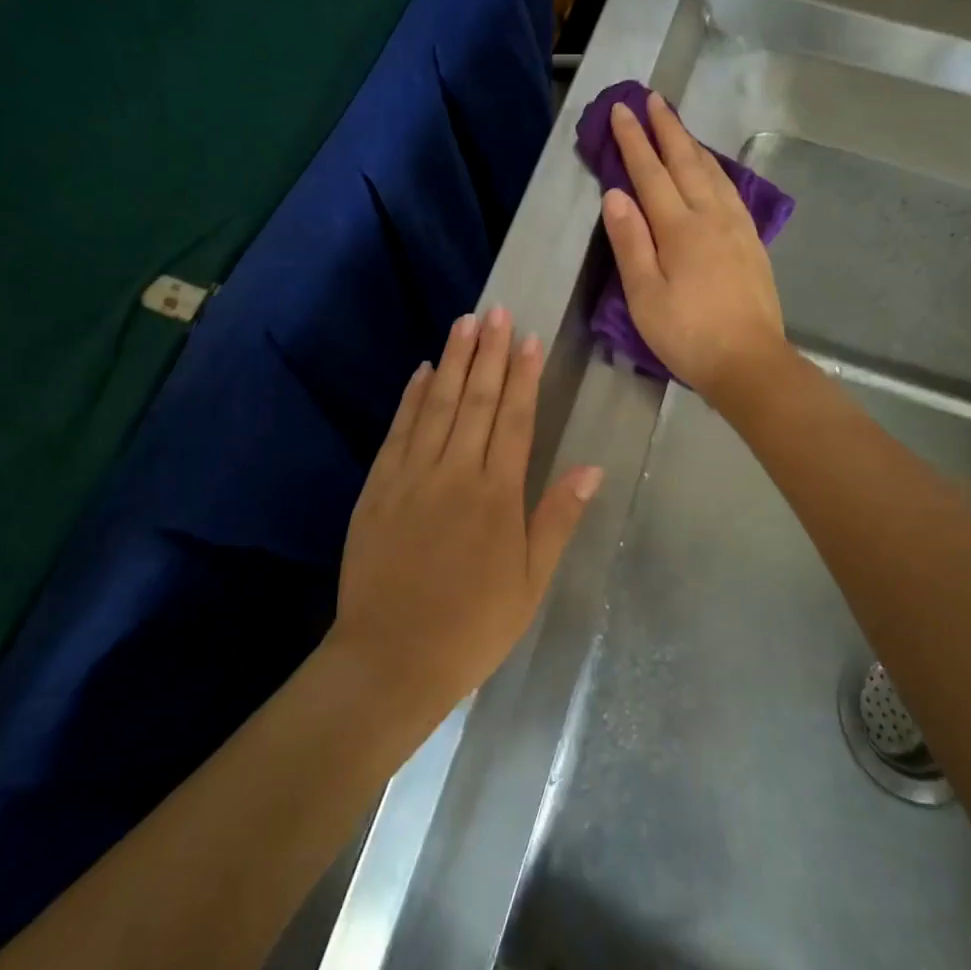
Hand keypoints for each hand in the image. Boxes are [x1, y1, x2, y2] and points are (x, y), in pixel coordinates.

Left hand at [328, 308, 601, 719]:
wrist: (391, 658)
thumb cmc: (472, 626)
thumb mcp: (530, 582)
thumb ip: (557, 519)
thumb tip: (592, 468)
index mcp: (497, 495)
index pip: (514, 419)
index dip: (522, 376)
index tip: (527, 338)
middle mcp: (455, 473)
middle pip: (475, 400)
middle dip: (488, 352)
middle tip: (495, 311)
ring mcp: (411, 476)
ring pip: (435, 405)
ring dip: (452, 361)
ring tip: (464, 323)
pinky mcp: (378, 487)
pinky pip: (398, 431)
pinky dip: (410, 397)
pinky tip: (420, 371)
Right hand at [600, 93, 788, 403]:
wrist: (750, 362)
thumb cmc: (688, 335)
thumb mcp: (645, 295)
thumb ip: (631, 242)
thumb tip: (616, 194)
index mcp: (680, 229)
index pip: (651, 173)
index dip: (634, 140)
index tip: (621, 110)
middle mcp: (711, 216)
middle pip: (686, 162)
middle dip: (666, 128)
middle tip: (652, 98)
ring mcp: (737, 227)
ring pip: (712, 171)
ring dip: (691, 143)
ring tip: (677, 124)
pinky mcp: (751, 241)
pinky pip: (730, 189)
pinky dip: (715, 168)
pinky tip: (712, 169)